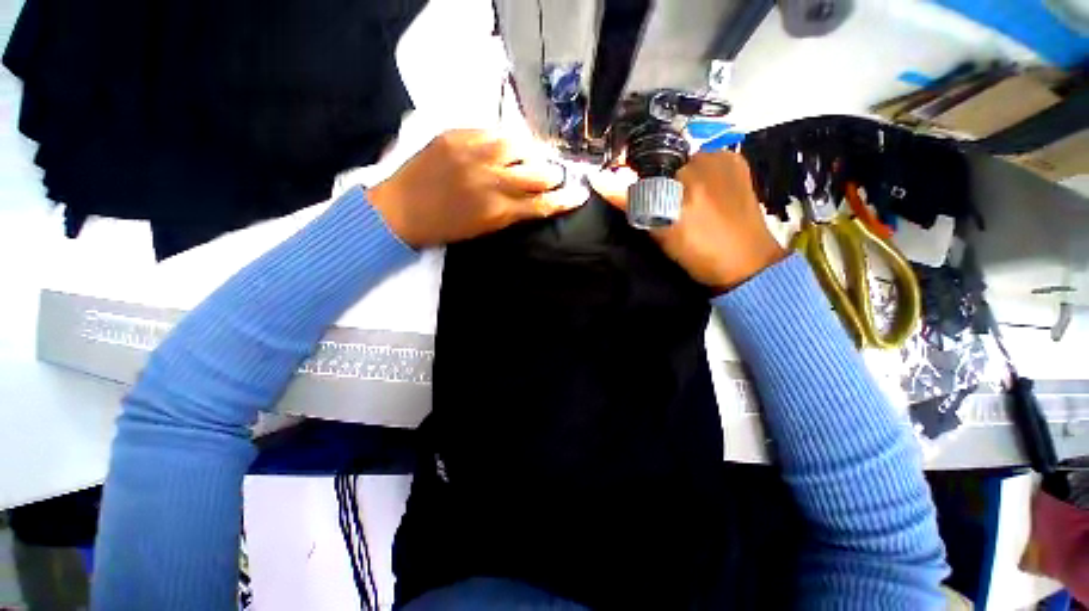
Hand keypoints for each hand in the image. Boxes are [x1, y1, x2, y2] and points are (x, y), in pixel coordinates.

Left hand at [368, 129, 586, 247]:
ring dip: (532, 152)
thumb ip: (512, 213)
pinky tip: (507, 144)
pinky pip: (492, 131)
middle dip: (553, 175)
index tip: (580, 195)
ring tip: (532, 156)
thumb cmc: (445, 228)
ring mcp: (473, 154)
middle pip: (538, 173)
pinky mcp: (456, 135)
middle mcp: (491, 180)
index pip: (542, 203)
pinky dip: (506, 139)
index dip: (564, 199)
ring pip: (519, 145)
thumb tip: (535, 200)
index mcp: (498, 211)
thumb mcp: (484, 229)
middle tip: (555, 175)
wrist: (400, 211)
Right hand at [590, 151, 784, 292]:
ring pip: (689, 173)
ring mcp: (734, 168)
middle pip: (673, 165)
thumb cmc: (702, 248)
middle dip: (660, 185)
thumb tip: (600, 178)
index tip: (638, 203)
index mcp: (702, 159)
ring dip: (677, 190)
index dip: (641, 180)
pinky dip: (695, 192)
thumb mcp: (661, 225)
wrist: (746, 270)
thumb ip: (632, 199)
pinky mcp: (740, 183)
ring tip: (678, 216)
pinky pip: (706, 180)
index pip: (656, 160)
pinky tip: (697, 212)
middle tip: (658, 214)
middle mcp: (720, 155)